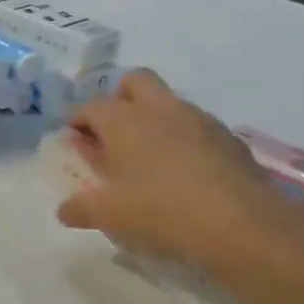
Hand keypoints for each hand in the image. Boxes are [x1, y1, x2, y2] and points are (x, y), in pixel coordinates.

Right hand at [57, 70, 303, 272]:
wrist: (239, 222)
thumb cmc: (161, 210)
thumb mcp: (111, 215)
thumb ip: (82, 209)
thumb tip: (64, 211)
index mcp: (123, 120)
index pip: (90, 107)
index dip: (77, 121)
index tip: (74, 140)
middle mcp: (159, 109)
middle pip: (134, 81)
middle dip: (119, 98)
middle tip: (114, 132)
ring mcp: (198, 119)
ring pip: (169, 102)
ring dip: (154, 118)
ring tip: (150, 156)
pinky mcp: (228, 137)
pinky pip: (198, 127)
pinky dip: (185, 139)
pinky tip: (186, 171)